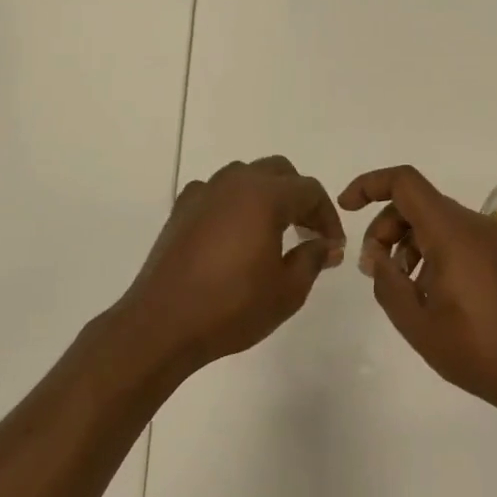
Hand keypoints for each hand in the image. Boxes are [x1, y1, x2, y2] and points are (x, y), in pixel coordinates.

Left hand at [118, 156, 345, 372]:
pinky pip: (217, 193)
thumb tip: (327, 244)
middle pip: (278, 172)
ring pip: (245, 177)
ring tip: (274, 233)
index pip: (309, 190)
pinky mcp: (180, 211)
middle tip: (308, 234)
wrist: (162, 325)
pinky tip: (235, 236)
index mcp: (264, 196)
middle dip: (299, 198)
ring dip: (267, 196)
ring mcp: (202, 194)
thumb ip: (313, 258)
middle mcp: (233, 183)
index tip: (333, 246)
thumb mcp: (287, 290)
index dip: (328, 216)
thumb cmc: (231, 307)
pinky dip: (234, 205)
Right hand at [339, 165, 496, 411]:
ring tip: (403, 288)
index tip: (347, 209)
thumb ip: (386, 281)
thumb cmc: (477, 350)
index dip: (369, 185)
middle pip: (419, 204)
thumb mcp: (416, 321)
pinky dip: (436, 252)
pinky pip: (462, 239)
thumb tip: (375, 255)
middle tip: (374, 269)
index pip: (404, 183)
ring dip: (410, 243)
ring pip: (440, 222)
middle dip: (386, 228)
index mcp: (452, 232)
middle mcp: (477, 225)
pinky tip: (433, 294)